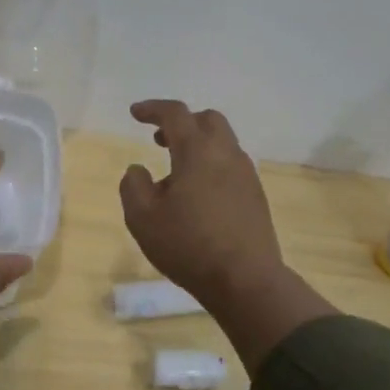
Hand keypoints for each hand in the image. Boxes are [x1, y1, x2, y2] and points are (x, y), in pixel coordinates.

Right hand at [119, 100, 284, 303]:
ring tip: (174, 173)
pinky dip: (211, 165)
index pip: (176, 114)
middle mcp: (227, 154)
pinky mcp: (256, 196)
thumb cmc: (188, 245)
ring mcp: (246, 175)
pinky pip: (231, 166)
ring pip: (222, 143)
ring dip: (197, 146)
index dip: (153, 109)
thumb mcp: (142, 218)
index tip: (135, 113)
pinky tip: (197, 194)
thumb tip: (138, 169)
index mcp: (198, 151)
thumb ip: (133, 186)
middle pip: (207, 120)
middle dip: (182, 122)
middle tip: (159, 139)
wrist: (245, 280)